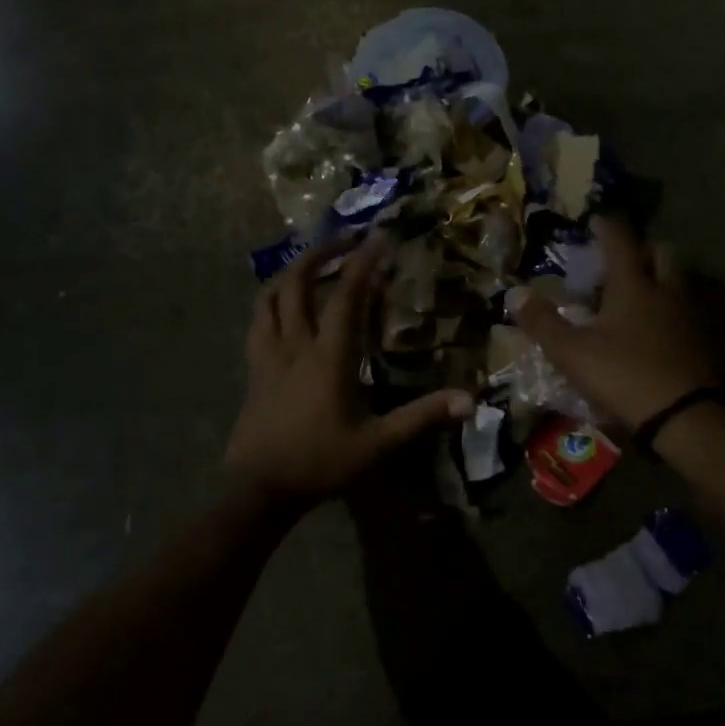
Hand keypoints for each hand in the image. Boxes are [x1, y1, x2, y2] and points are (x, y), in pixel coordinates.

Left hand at [224, 236, 473, 506]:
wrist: (259, 487)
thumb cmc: (320, 462)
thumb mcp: (378, 443)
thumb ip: (422, 417)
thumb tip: (470, 400)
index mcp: (329, 356)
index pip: (346, 296)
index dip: (362, 263)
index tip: (378, 237)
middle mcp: (295, 343)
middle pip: (298, 282)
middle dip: (321, 253)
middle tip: (345, 239)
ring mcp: (269, 353)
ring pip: (271, 295)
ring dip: (291, 271)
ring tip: (312, 263)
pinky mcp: (254, 367)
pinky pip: (258, 320)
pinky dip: (271, 300)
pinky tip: (281, 303)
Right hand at [513, 216, 718, 432]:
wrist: (685, 418)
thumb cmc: (624, 375)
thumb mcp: (571, 352)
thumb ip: (543, 322)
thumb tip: (514, 293)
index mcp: (633, 286)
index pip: (621, 241)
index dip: (607, 227)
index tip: (596, 220)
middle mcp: (665, 292)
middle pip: (662, 253)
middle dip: (642, 248)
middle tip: (623, 257)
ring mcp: (688, 317)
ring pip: (677, 282)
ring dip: (659, 278)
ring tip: (636, 293)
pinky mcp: (702, 343)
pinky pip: (684, 312)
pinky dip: (668, 309)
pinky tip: (653, 329)